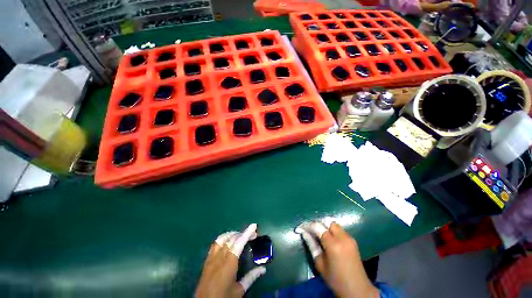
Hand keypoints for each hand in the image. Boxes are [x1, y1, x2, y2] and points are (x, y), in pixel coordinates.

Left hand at [195, 224, 265, 297]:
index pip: (239, 243)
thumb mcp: (239, 291)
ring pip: (222, 238)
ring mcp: (211, 258)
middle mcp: (219, 258)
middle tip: (253, 234)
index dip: (247, 233)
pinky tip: (227, 241)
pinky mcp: (207, 261)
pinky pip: (215, 244)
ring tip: (241, 236)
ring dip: (232, 234)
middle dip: (243, 233)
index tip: (254, 226)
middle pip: (231, 239)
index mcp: (228, 265)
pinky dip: (223, 238)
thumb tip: (263, 269)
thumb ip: (251, 278)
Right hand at [296, 221, 378, 297]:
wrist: (357, 289)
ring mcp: (349, 238)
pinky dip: (332, 230)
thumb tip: (304, 233)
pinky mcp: (353, 240)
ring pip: (334, 224)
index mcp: (333, 245)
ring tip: (318, 233)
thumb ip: (312, 245)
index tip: (300, 227)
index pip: (318, 227)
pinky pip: (340, 229)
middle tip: (310, 229)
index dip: (308, 225)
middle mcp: (342, 238)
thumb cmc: (335, 280)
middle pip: (327, 221)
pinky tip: (328, 237)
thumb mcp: (320, 264)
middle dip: (317, 223)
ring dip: (325, 225)